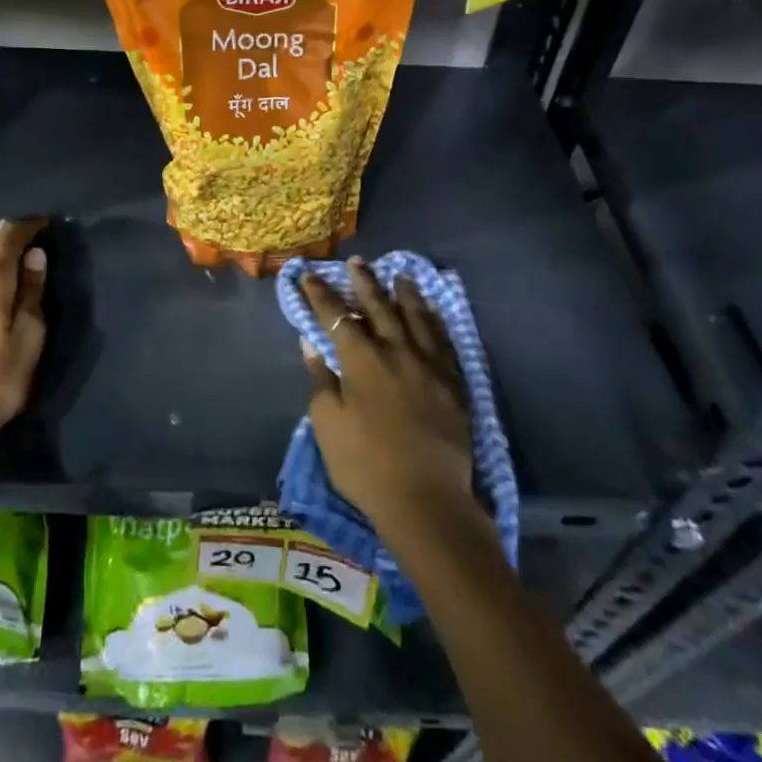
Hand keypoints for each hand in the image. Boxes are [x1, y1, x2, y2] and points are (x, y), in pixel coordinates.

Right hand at [298, 258, 476, 545]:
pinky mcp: (453, 383)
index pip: (336, 317)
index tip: (308, 275)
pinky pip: (444, 341)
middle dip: (364, 283)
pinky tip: (432, 313)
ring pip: (416, 318)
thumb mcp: (328, 424)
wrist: (426, 500)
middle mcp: (396, 352)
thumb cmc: (365, 464)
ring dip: (404, 294)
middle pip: (379, 307)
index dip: (320, 295)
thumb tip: (313, 344)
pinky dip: (435, 321)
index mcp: (362, 361)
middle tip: (357, 262)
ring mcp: (429, 365)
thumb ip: (321, 380)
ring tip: (399, 275)